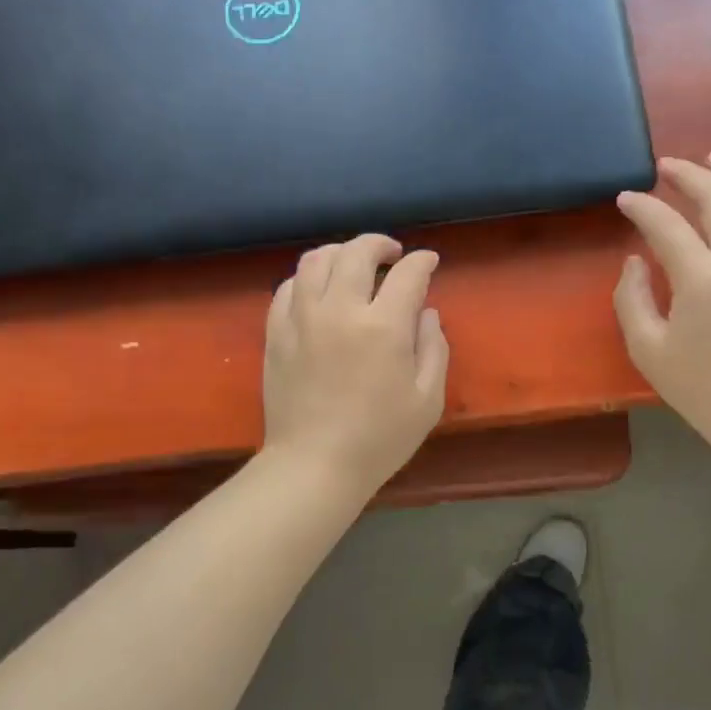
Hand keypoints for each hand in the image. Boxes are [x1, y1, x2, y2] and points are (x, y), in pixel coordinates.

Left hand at [263, 234, 449, 494]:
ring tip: (352, 263)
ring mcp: (302, 319)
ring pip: (316, 260)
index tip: (429, 262)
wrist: (314, 465)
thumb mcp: (428, 399)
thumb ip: (434, 348)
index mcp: (383, 327)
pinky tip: (318, 289)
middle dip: (379, 244)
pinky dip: (307, 278)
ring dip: (340, 253)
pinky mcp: (276, 333)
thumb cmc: (380, 438)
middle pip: (357, 252)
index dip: (422, 262)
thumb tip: (425, 313)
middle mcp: (340, 310)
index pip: (407, 274)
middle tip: (392, 254)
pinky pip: (287, 287)